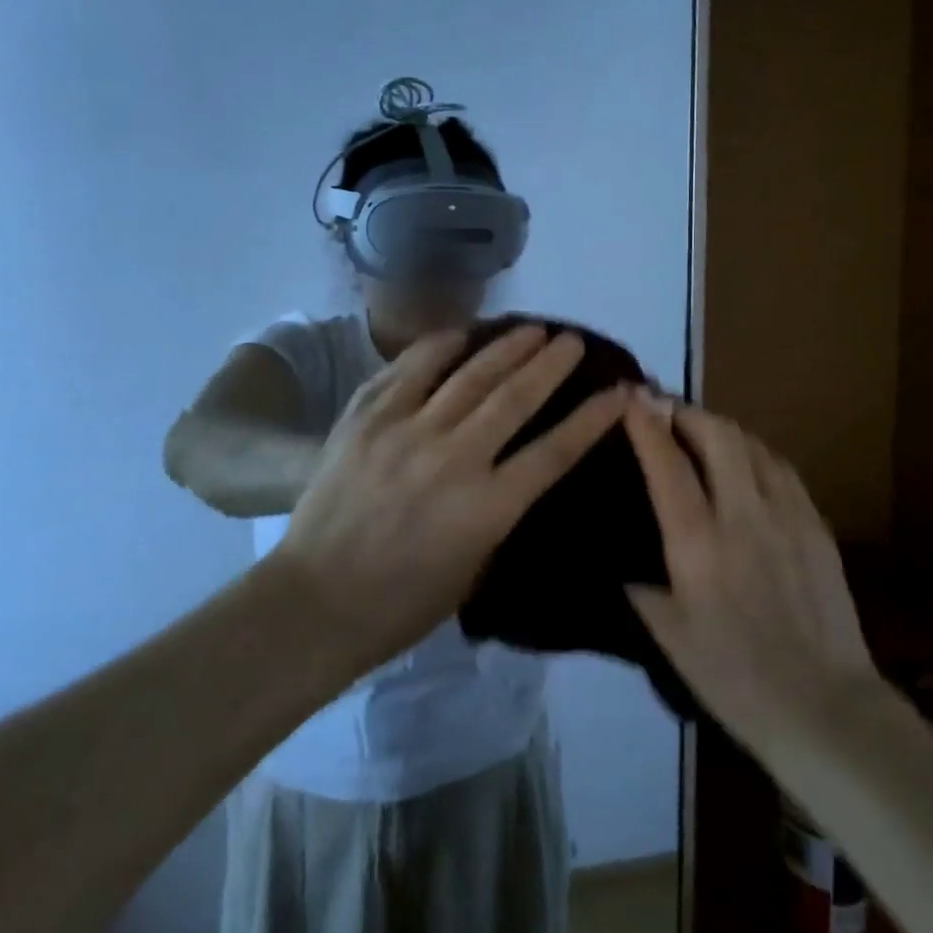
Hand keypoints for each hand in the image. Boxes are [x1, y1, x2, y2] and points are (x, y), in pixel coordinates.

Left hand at [273, 322, 628, 671]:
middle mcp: (454, 459)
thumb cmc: (401, 604)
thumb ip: (499, 513)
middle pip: (516, 398)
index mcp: (487, 509)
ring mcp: (406, 431)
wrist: (314, 602)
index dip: (593, 418)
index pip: (555, 451)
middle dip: (552, 365)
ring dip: (507, 347)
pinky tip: (462, 333)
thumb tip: (516, 470)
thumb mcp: (473, 570)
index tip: (618, 391)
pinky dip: (439, 346)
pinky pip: (410, 368)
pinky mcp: (367, 418)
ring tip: (532, 328)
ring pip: (469, 375)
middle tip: (573, 341)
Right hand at [623, 392, 880, 751]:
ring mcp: (787, 516)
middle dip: (686, 410)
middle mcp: (742, 516)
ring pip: (752, 445)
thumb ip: (642, 588)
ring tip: (702, 430)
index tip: (631, 397)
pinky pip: (782, 469)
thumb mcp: (669, 638)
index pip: (668, 464)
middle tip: (665, 408)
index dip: (646, 424)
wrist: (824, 708)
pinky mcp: (817, 525)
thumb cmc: (734, 679)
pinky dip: (755, 452)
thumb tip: (624, 562)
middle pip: (717, 435)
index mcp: (698, 544)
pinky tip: (747, 462)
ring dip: (721, 427)